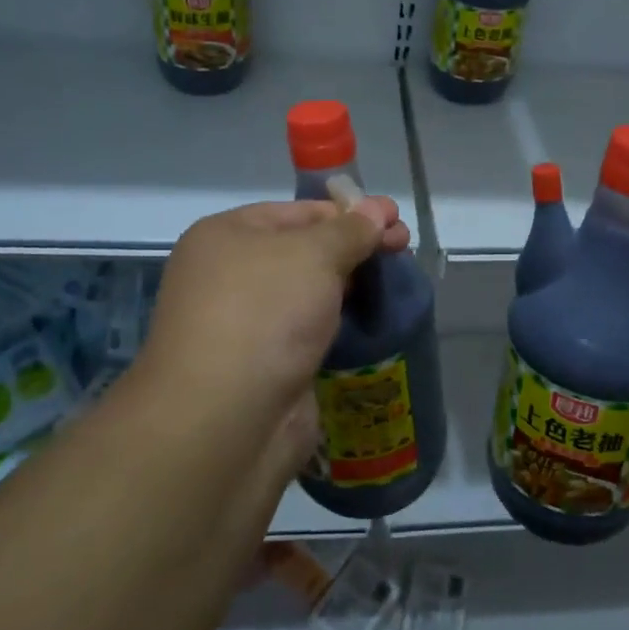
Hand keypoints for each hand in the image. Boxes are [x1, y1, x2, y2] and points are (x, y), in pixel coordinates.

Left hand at [139, 196, 410, 429]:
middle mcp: (228, 275)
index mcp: (226, 236)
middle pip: (303, 250)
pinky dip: (338, 322)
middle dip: (355, 246)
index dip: (348, 211)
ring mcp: (245, 323)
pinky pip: (308, 330)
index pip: (296, 212)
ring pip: (307, 293)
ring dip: (350, 285)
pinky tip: (373, 320)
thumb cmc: (264, 313)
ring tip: (396, 282)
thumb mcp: (314, 255)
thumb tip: (376, 209)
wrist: (227, 420)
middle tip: (402, 247)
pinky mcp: (265, 365)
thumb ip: (350, 231)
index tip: (393, 217)